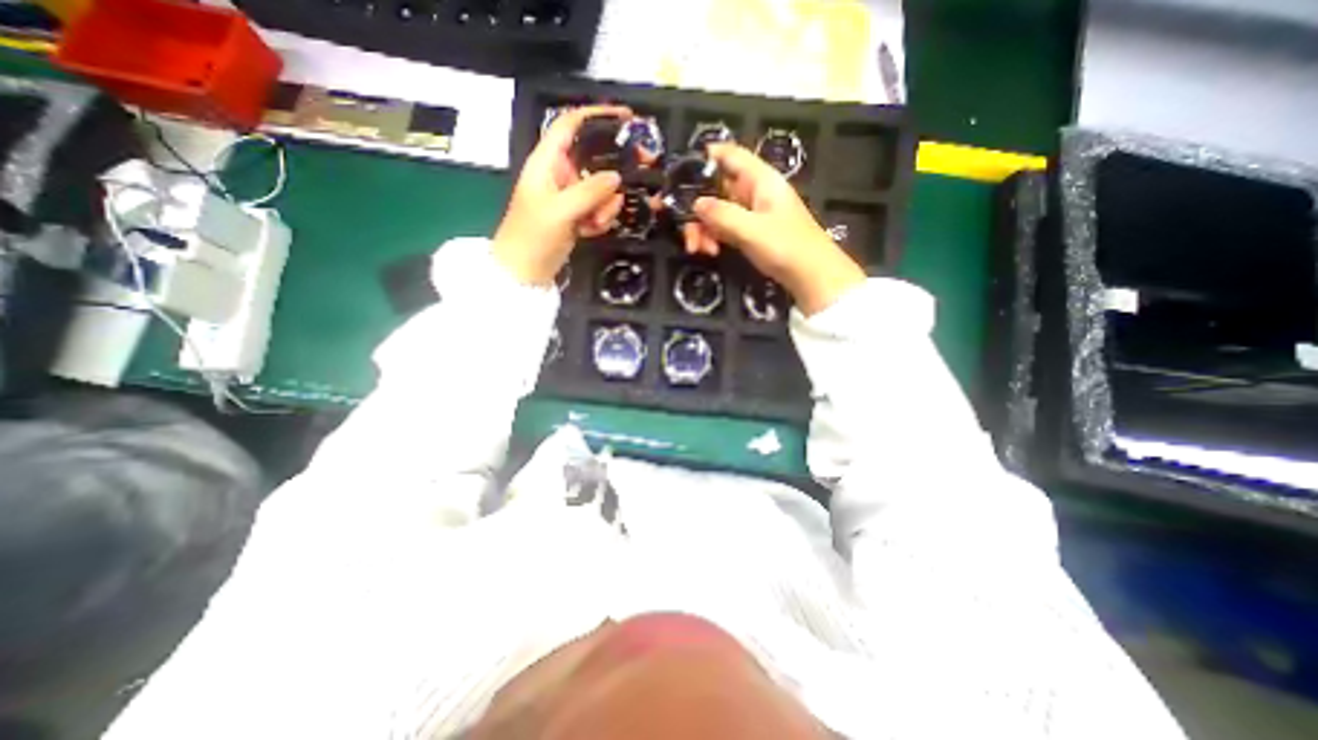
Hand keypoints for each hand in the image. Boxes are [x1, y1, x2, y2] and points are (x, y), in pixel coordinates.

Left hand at [491, 105, 630, 282]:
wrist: (524, 272)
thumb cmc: (532, 237)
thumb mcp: (560, 211)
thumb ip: (589, 191)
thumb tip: (617, 177)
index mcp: (547, 162)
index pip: (571, 125)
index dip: (596, 115)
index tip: (627, 118)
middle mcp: (559, 174)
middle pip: (594, 157)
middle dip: (614, 171)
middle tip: (640, 174)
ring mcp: (569, 196)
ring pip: (601, 188)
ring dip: (606, 205)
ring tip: (596, 223)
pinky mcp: (576, 215)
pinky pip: (599, 208)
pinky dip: (600, 219)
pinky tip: (591, 231)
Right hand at [690, 143, 867, 313]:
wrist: (811, 277)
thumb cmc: (787, 247)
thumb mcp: (752, 230)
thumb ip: (722, 214)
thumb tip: (695, 203)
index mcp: (760, 180)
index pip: (730, 155)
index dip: (705, 157)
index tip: (679, 173)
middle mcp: (753, 192)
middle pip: (715, 188)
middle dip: (697, 208)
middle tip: (685, 231)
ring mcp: (750, 213)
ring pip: (716, 211)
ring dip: (702, 228)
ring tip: (698, 250)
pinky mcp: (748, 232)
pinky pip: (723, 228)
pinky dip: (713, 237)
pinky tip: (710, 251)